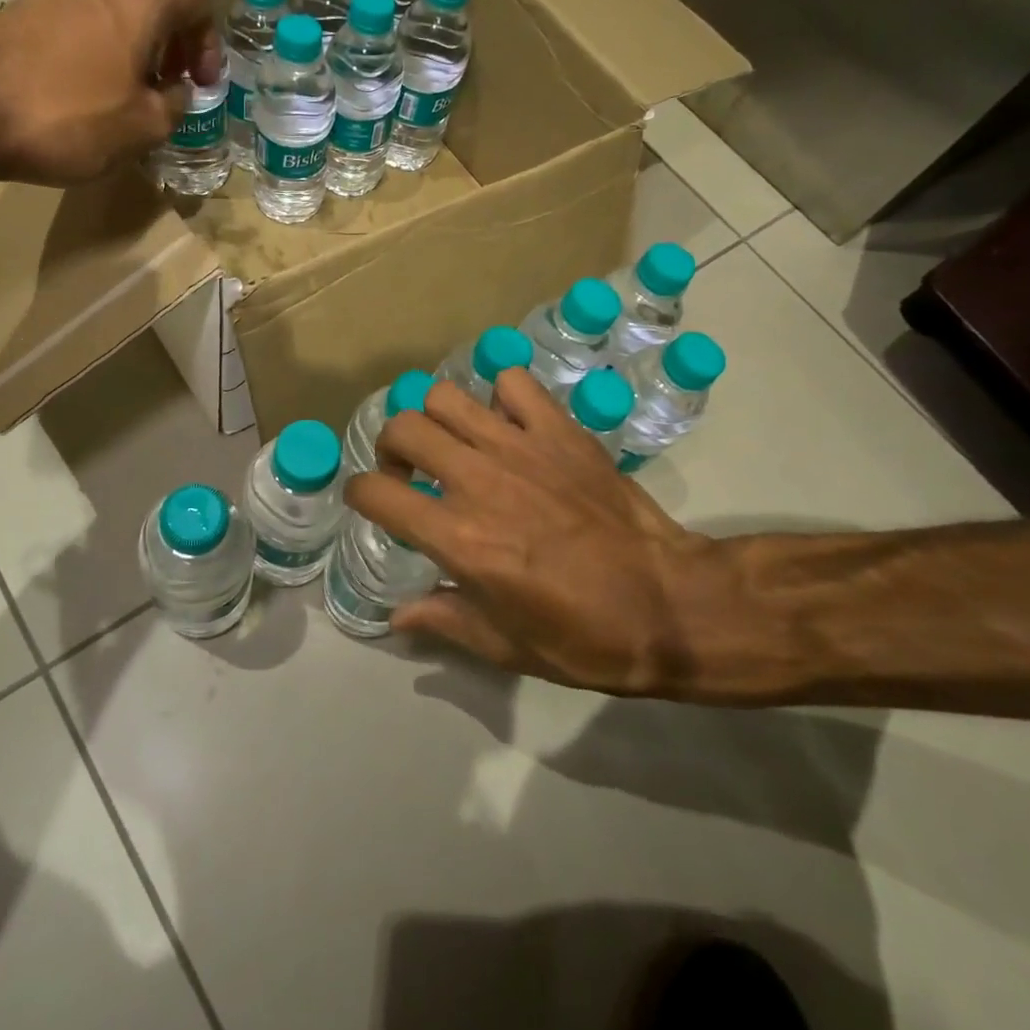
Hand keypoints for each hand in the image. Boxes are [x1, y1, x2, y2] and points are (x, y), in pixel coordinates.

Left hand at [0, 0, 221, 185]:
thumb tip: (177, 92)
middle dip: (171, 19)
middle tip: (169, 65)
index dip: (208, 42)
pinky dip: (96, 30)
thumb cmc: (72, 119)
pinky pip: (77, 5)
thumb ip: (175, 105)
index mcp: (141, 1)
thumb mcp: (145, 127)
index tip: (201, 83)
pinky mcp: (23, 4)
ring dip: (132, 22)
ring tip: (131, 72)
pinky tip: (90, 74)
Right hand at [346, 369, 797, 703]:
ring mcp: (521, 448)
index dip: (359, 495)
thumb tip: (396, 616)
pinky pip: (513, 385)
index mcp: (458, 538)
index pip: (375, 494)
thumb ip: (442, 620)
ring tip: (455, 443)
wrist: (669, 605)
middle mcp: (478, 481)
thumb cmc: (583, 635)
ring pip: (447, 396)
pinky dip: (500, 397)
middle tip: (410, 471)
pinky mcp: (560, 431)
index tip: (371, 503)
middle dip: (392, 446)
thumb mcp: (503, 645)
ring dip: (437, 418)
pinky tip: (509, 426)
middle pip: (404, 427)